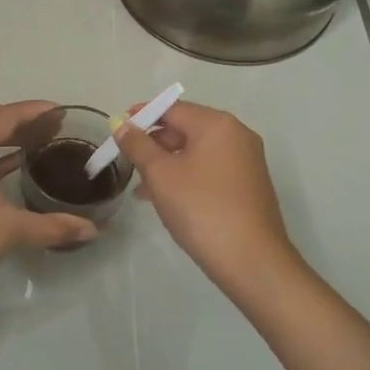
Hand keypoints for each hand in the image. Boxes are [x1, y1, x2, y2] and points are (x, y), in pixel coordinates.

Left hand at [0, 101, 97, 307]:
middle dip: (20, 119)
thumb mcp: (10, 230)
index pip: (7, 115)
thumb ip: (53, 226)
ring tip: (38, 144)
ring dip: (4, 135)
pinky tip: (13, 166)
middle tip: (52, 129)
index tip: (63, 112)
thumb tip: (92, 230)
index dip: (36, 111)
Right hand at [112, 101, 302, 291]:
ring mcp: (246, 161)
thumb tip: (123, 126)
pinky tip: (167, 200)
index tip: (117, 130)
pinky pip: (209, 170)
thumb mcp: (160, 175)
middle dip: (154, 144)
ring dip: (167, 164)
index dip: (141, 116)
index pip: (171, 108)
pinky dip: (186, 177)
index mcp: (217, 124)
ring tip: (142, 188)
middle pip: (185, 128)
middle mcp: (236, 135)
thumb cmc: (201, 209)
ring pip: (196, 152)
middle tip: (128, 163)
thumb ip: (138, 146)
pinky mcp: (248, 185)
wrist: (252, 261)